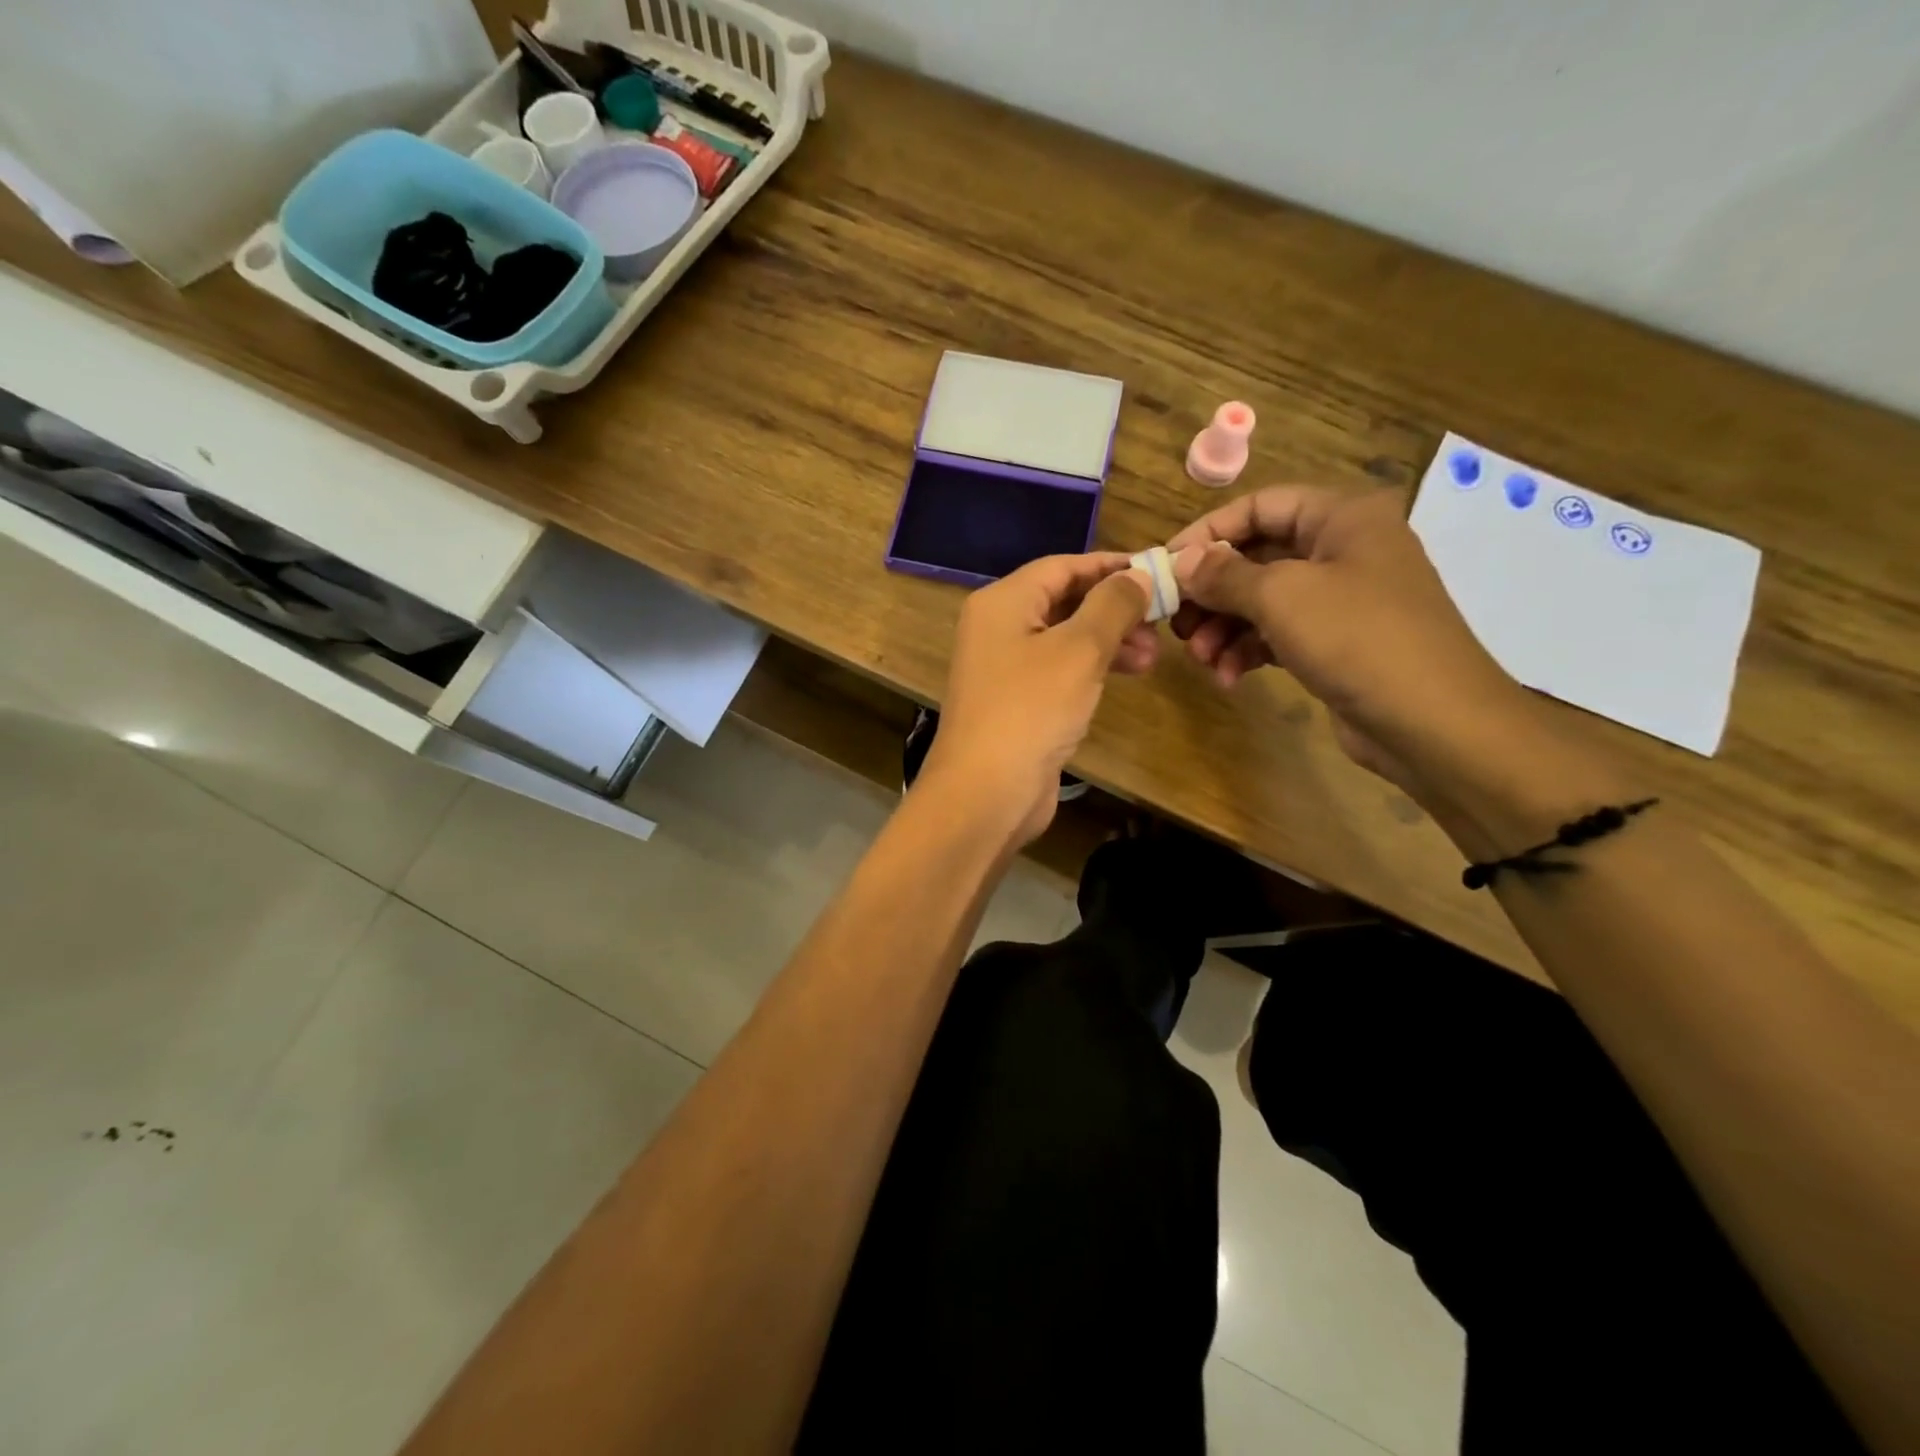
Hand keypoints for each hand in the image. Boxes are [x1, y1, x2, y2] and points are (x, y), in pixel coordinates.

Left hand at [919, 553, 1154, 844]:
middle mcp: (998, 628)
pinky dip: (1091, 669)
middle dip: (1114, 609)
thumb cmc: (1031, 709)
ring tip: (1152, 657)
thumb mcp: (1079, 650)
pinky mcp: (1016, 702)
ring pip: (1065, 638)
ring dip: (1109, 642)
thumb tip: (1138, 575)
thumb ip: (1112, 606)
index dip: (1110, 566)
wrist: (985, 792)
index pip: (1062, 566)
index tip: (1156, 572)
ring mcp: (1004, 668)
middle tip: (1161, 622)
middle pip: (1064, 601)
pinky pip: (1059, 671)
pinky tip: (1125, 676)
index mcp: (1003, 602)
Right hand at [1167, 487, 1540, 802]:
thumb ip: (1224, 574)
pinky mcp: (1336, 642)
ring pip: (1262, 601)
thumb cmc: (1358, 638)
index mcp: (1342, 517)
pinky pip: (1277, 634)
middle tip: (1176, 623)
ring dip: (1224, 629)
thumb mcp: (1282, 597)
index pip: (1259, 506)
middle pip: (1256, 556)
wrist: (1434, 722)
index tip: (1165, 567)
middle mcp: (1342, 549)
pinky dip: (1248, 651)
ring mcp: (1341, 599)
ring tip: (1201, 659)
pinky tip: (1228, 677)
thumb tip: (1180, 561)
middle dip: (1211, 593)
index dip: (1208, 533)